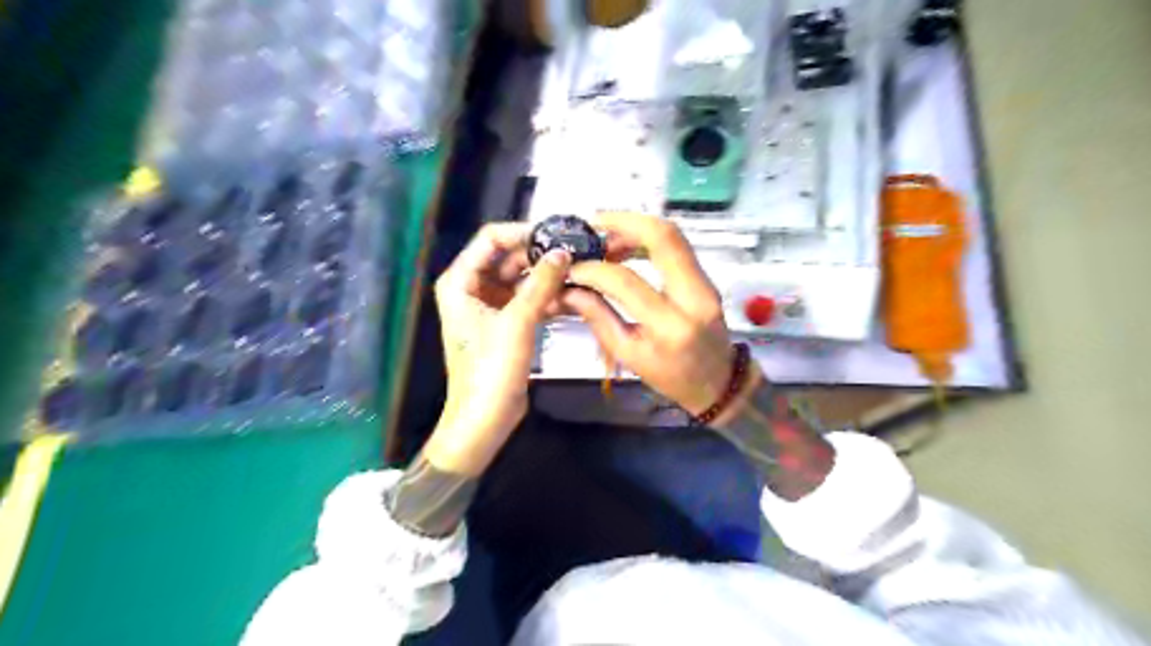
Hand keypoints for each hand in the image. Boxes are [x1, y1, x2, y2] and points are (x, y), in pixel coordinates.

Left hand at [421, 222, 569, 473]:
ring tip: (577, 272)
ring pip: (521, 279)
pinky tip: (570, 296)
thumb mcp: (518, 322)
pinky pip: (528, 299)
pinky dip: (546, 297)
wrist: (485, 418)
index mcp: (460, 281)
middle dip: (540, 255)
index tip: (555, 233)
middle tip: (574, 252)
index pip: (491, 239)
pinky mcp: (506, 323)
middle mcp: (472, 288)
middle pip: (509, 258)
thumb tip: (561, 252)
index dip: (522, 232)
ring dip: (546, 277)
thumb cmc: (490, 371)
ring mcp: (490, 306)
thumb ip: (541, 283)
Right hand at [561, 212, 735, 412]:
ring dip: (635, 227)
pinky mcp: (705, 277)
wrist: (718, 381)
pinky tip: (625, 247)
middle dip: (623, 222)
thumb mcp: (629, 355)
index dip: (594, 270)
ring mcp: (705, 282)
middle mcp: (694, 296)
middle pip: (663, 237)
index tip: (572, 269)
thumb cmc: (671, 377)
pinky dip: (647, 238)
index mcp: (670, 326)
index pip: (626, 282)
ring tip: (605, 240)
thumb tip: (569, 290)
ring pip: (672, 235)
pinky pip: (676, 246)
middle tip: (592, 225)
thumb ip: (599, 318)